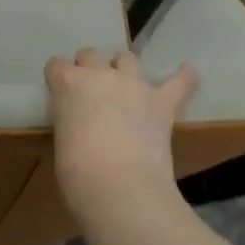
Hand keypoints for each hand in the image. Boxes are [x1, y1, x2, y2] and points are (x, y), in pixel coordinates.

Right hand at [45, 48, 198, 218]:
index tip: (61, 94)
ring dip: (123, 68)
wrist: (120, 189)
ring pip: (127, 58)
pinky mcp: (162, 103)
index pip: (56, 66)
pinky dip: (184, 77)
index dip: (59, 79)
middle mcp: (100, 75)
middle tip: (90, 93)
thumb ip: (70, 126)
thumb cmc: (77, 176)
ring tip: (124, 84)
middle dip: (89, 68)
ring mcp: (133, 85)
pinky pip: (179, 82)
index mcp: (68, 85)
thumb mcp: (61, 145)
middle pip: (90, 55)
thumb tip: (81, 132)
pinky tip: (188, 71)